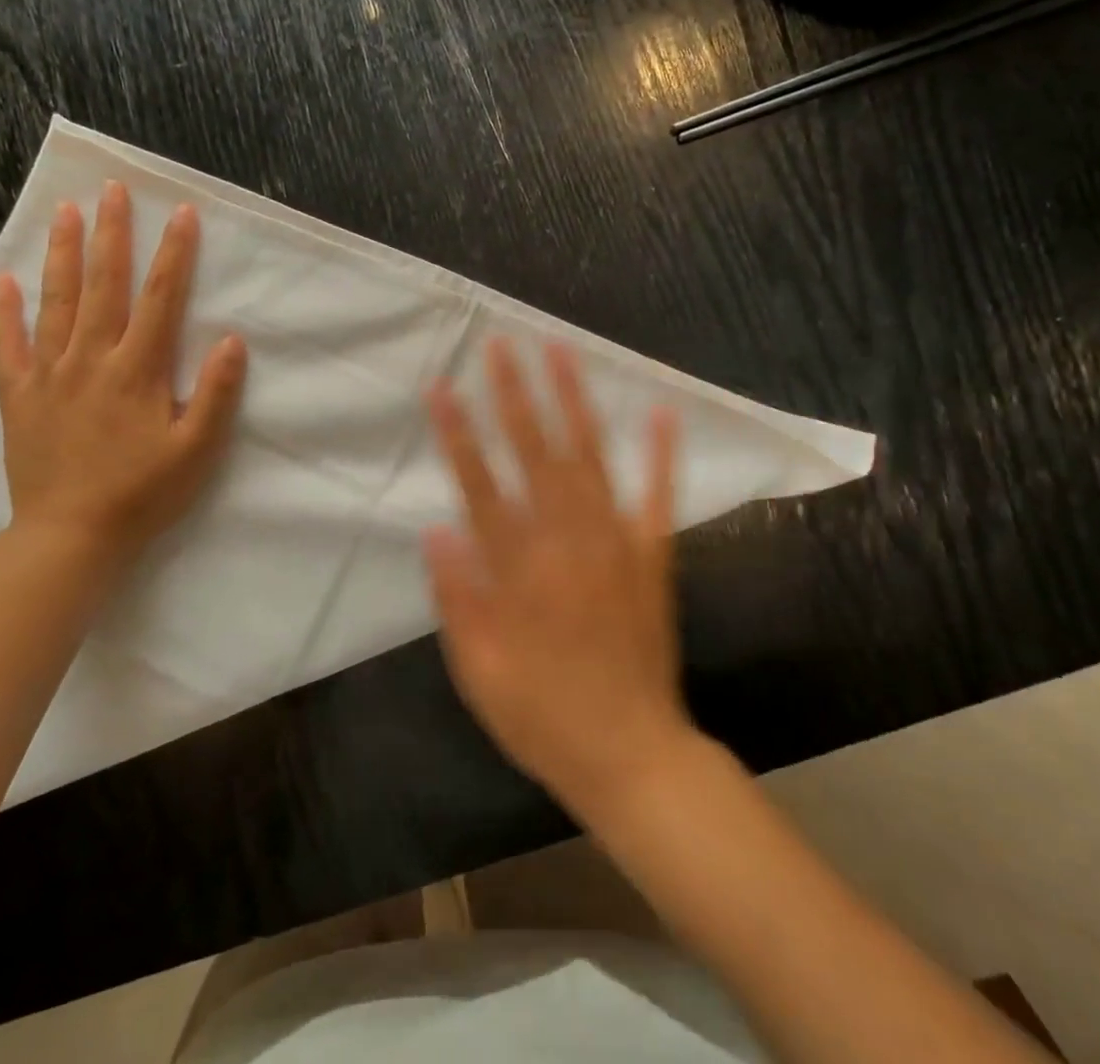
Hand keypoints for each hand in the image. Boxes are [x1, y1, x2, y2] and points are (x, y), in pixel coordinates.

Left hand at [0, 181, 246, 573]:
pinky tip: (3, 282)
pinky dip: (4, 312)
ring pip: (57, 302)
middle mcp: (92, 359)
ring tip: (66, 213)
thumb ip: (215, 393)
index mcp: (138, 370)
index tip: (182, 214)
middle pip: (104, 285)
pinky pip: (9, 346)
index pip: (160, 299)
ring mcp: (50, 374)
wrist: (70, 536)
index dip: (174, 254)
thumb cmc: (142, 494)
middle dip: (113, 234)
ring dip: (63, 255)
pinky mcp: (20, 395)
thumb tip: (232, 340)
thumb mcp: (196, 450)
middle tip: (113, 190)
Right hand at [425, 339, 691, 816]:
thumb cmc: (542, 717)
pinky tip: (662, 410)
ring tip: (561, 352)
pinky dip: (662, 453)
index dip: (458, 435)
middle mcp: (567, 543)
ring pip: (590, 459)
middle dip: (513, 396)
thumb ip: (458, 599)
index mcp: (520, 572)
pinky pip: (659, 497)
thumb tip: (436, 531)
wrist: (632, 755)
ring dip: (574, 402)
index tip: (441, 388)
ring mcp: (616, 545)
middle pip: (535, 456)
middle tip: (500, 345)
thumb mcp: (478, 673)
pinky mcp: (654, 556)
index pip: (480, 487)